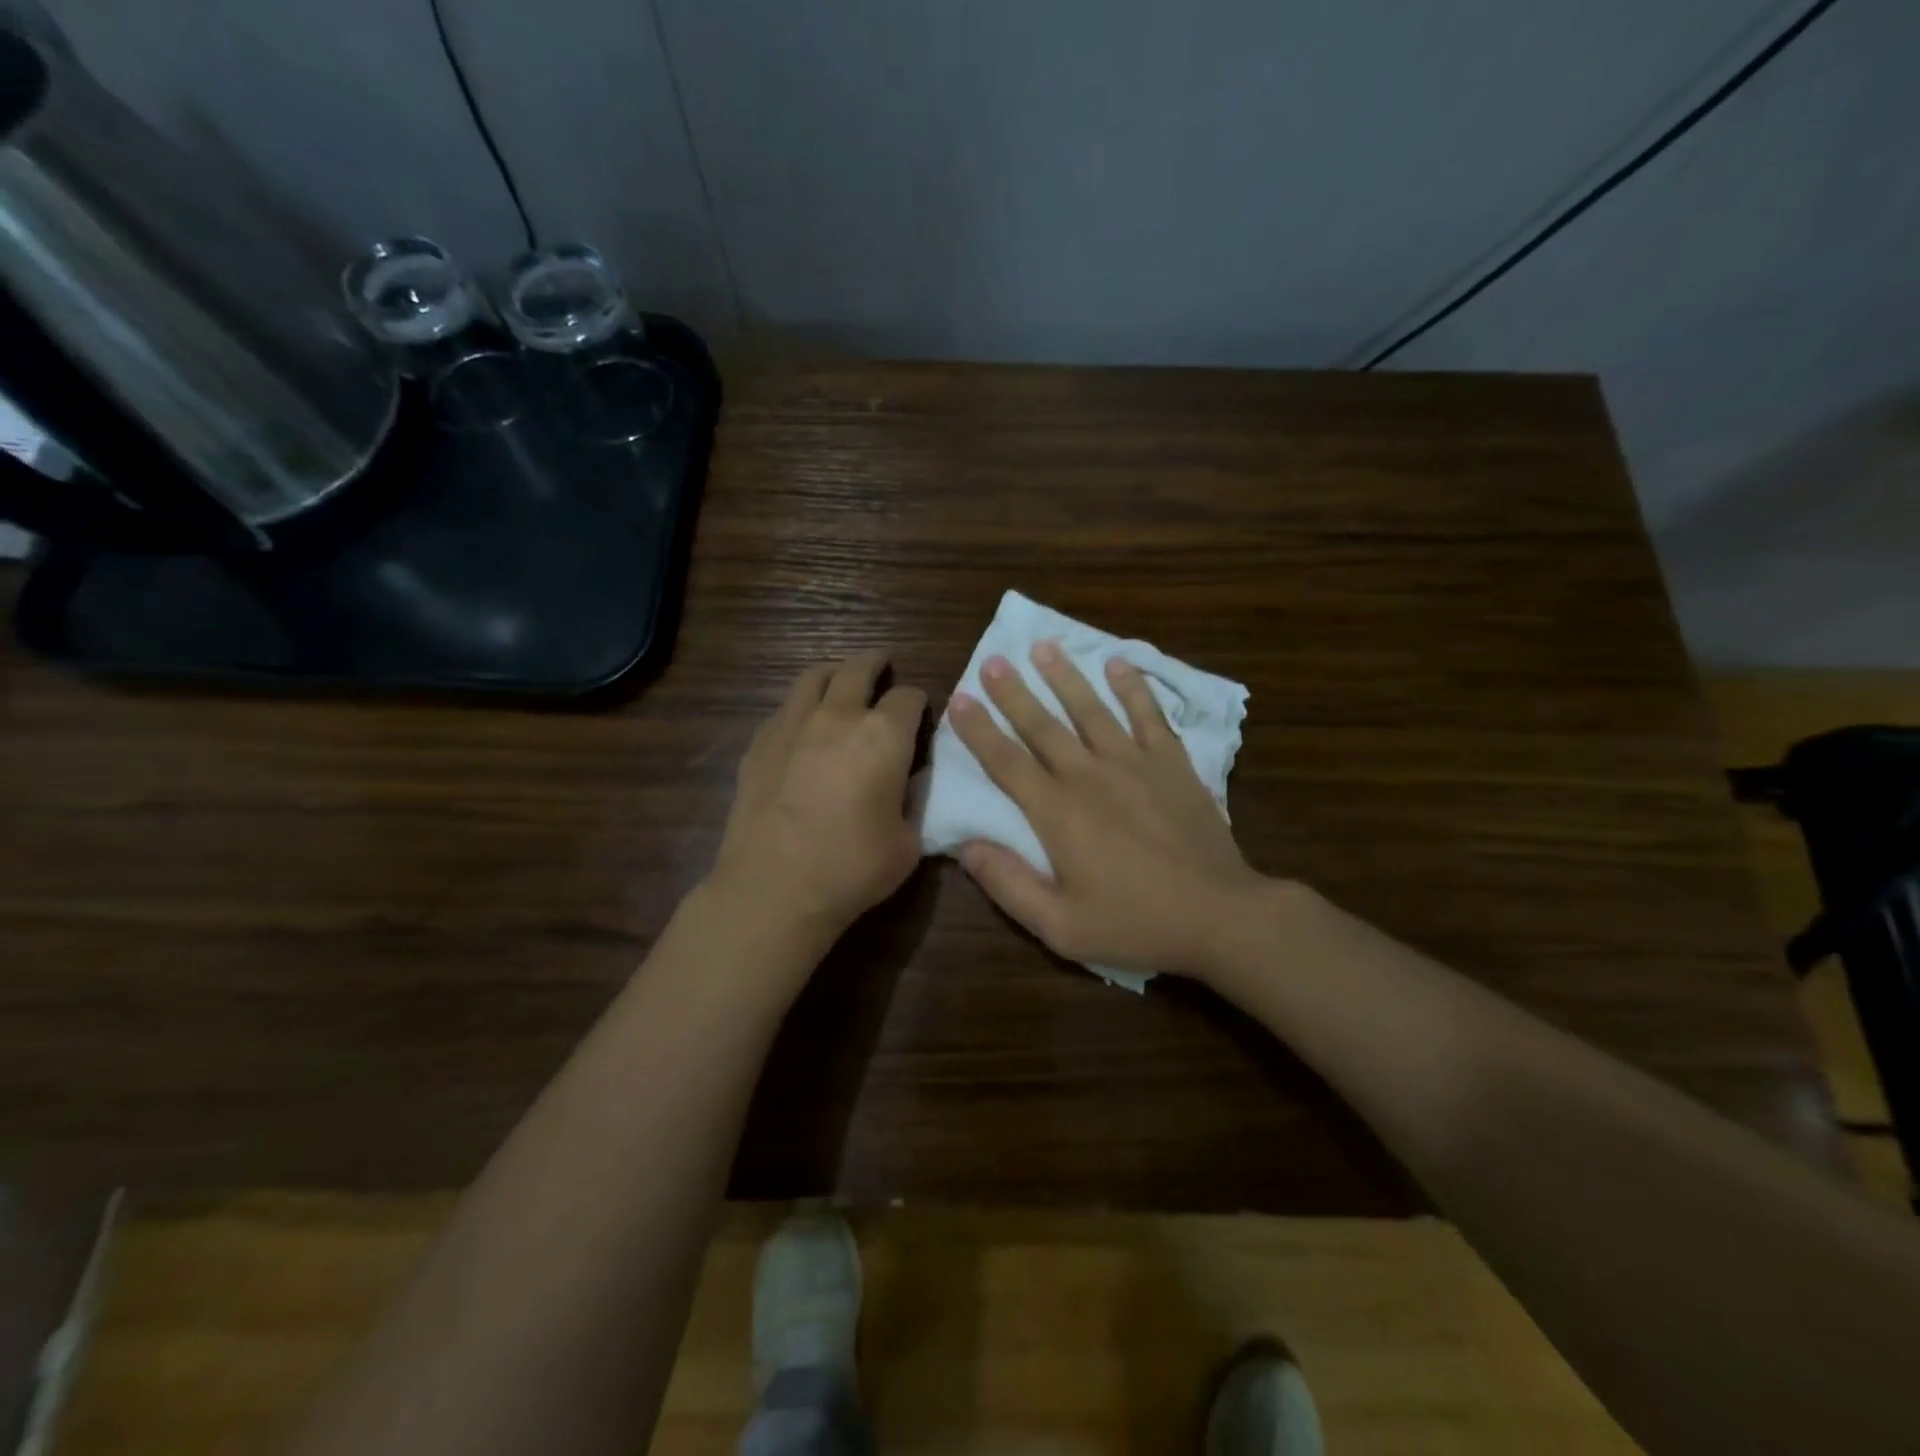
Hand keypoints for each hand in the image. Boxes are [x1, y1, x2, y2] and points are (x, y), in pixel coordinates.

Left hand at [709, 651, 926, 944]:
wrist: (774, 888)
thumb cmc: (852, 868)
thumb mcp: (908, 843)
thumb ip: (913, 804)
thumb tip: (907, 785)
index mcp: (884, 735)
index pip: (910, 698)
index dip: (919, 702)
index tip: (921, 713)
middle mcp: (839, 716)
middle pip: (858, 669)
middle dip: (875, 663)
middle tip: (883, 664)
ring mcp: (792, 725)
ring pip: (813, 677)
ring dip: (834, 673)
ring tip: (840, 680)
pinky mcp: (759, 744)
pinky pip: (784, 709)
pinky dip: (800, 707)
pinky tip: (802, 726)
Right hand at [948, 642, 1269, 981]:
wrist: (1219, 915)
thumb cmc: (1135, 923)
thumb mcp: (1060, 926)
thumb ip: (1009, 884)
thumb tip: (966, 847)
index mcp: (1058, 812)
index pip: (1006, 762)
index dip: (979, 730)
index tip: (959, 699)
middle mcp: (1090, 776)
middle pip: (1043, 726)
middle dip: (1013, 692)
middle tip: (993, 659)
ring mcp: (1134, 764)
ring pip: (1091, 710)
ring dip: (1065, 677)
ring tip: (1044, 647)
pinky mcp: (1172, 764)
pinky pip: (1149, 716)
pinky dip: (1133, 688)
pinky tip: (1118, 663)